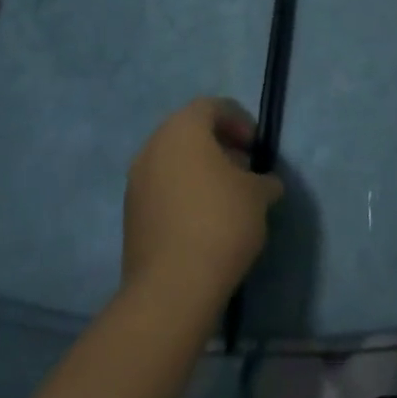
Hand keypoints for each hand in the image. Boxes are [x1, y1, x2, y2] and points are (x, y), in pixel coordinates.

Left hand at [123, 98, 283, 319]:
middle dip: (219, 146)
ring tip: (226, 198)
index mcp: (183, 128)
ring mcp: (137, 181)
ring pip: (174, 162)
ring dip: (200, 171)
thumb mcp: (258, 196)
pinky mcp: (130, 216)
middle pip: (190, 133)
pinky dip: (183, 194)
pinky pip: (162, 190)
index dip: (239, 121)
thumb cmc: (220, 223)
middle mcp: (154, 146)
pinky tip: (204, 221)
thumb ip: (264, 180)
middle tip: (243, 169)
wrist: (170, 290)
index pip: (213, 107)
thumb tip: (266, 183)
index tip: (256, 147)